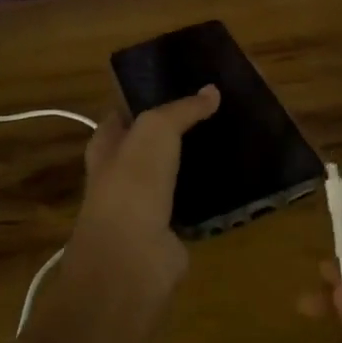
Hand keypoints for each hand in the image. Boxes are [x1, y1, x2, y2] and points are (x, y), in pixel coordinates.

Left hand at [66, 87, 218, 303]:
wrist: (132, 259)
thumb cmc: (132, 184)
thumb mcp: (156, 131)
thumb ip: (182, 110)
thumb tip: (211, 90)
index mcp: (106, 146)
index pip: (124, 113)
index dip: (147, 97)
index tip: (183, 83)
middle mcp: (121, 174)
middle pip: (151, 144)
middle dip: (177, 129)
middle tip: (216, 109)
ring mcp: (144, 204)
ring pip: (173, 173)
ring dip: (195, 161)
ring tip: (231, 138)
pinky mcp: (168, 231)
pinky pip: (192, 203)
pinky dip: (209, 193)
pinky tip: (235, 179)